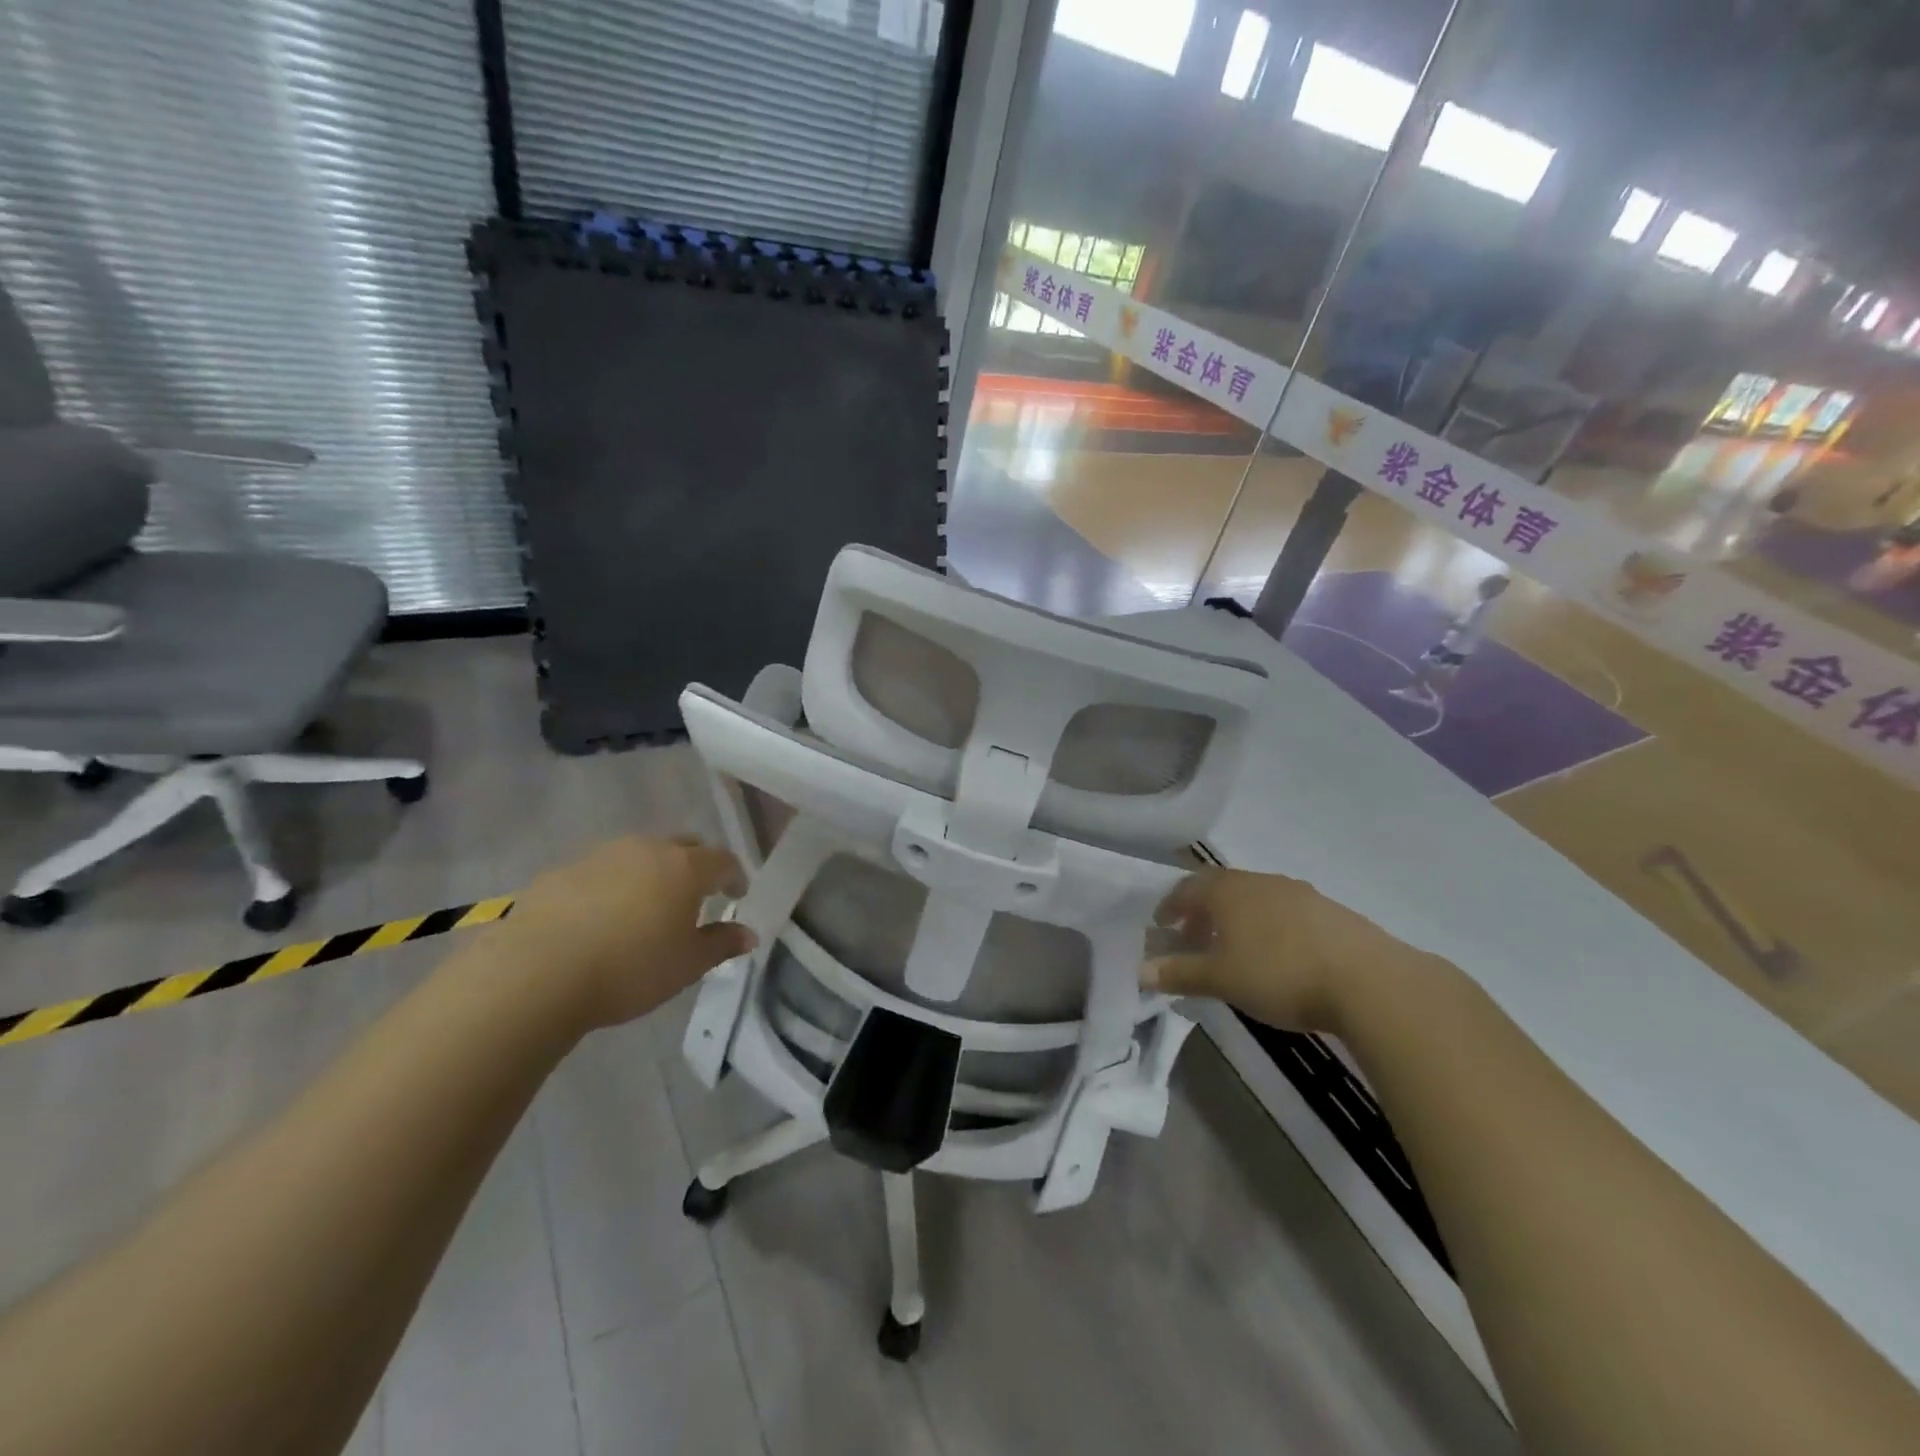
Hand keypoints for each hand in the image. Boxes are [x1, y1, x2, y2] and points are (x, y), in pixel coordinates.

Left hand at [484, 835, 754, 1035]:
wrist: (536, 973)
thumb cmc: (629, 969)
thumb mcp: (687, 965)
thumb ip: (721, 944)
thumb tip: (748, 934)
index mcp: (685, 867)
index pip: (723, 860)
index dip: (734, 876)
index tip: (736, 896)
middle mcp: (647, 849)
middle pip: (683, 846)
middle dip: (695, 865)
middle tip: (695, 896)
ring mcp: (601, 855)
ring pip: (639, 854)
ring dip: (651, 872)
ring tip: (646, 905)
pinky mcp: (561, 870)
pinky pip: (600, 870)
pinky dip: (611, 885)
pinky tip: (600, 917)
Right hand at [1143, 868, 1415, 1033]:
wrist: (1369, 981)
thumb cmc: (1280, 974)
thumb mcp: (1220, 979)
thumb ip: (1179, 973)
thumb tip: (1141, 971)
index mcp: (1227, 891)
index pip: (1186, 888)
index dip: (1169, 906)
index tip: (1161, 926)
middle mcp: (1259, 881)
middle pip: (1219, 888)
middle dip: (1201, 911)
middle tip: (1193, 939)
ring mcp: (1298, 893)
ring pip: (1253, 898)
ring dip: (1236, 918)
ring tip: (1234, 949)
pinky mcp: (1329, 911)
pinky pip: (1283, 911)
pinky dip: (1268, 926)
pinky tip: (1277, 955)